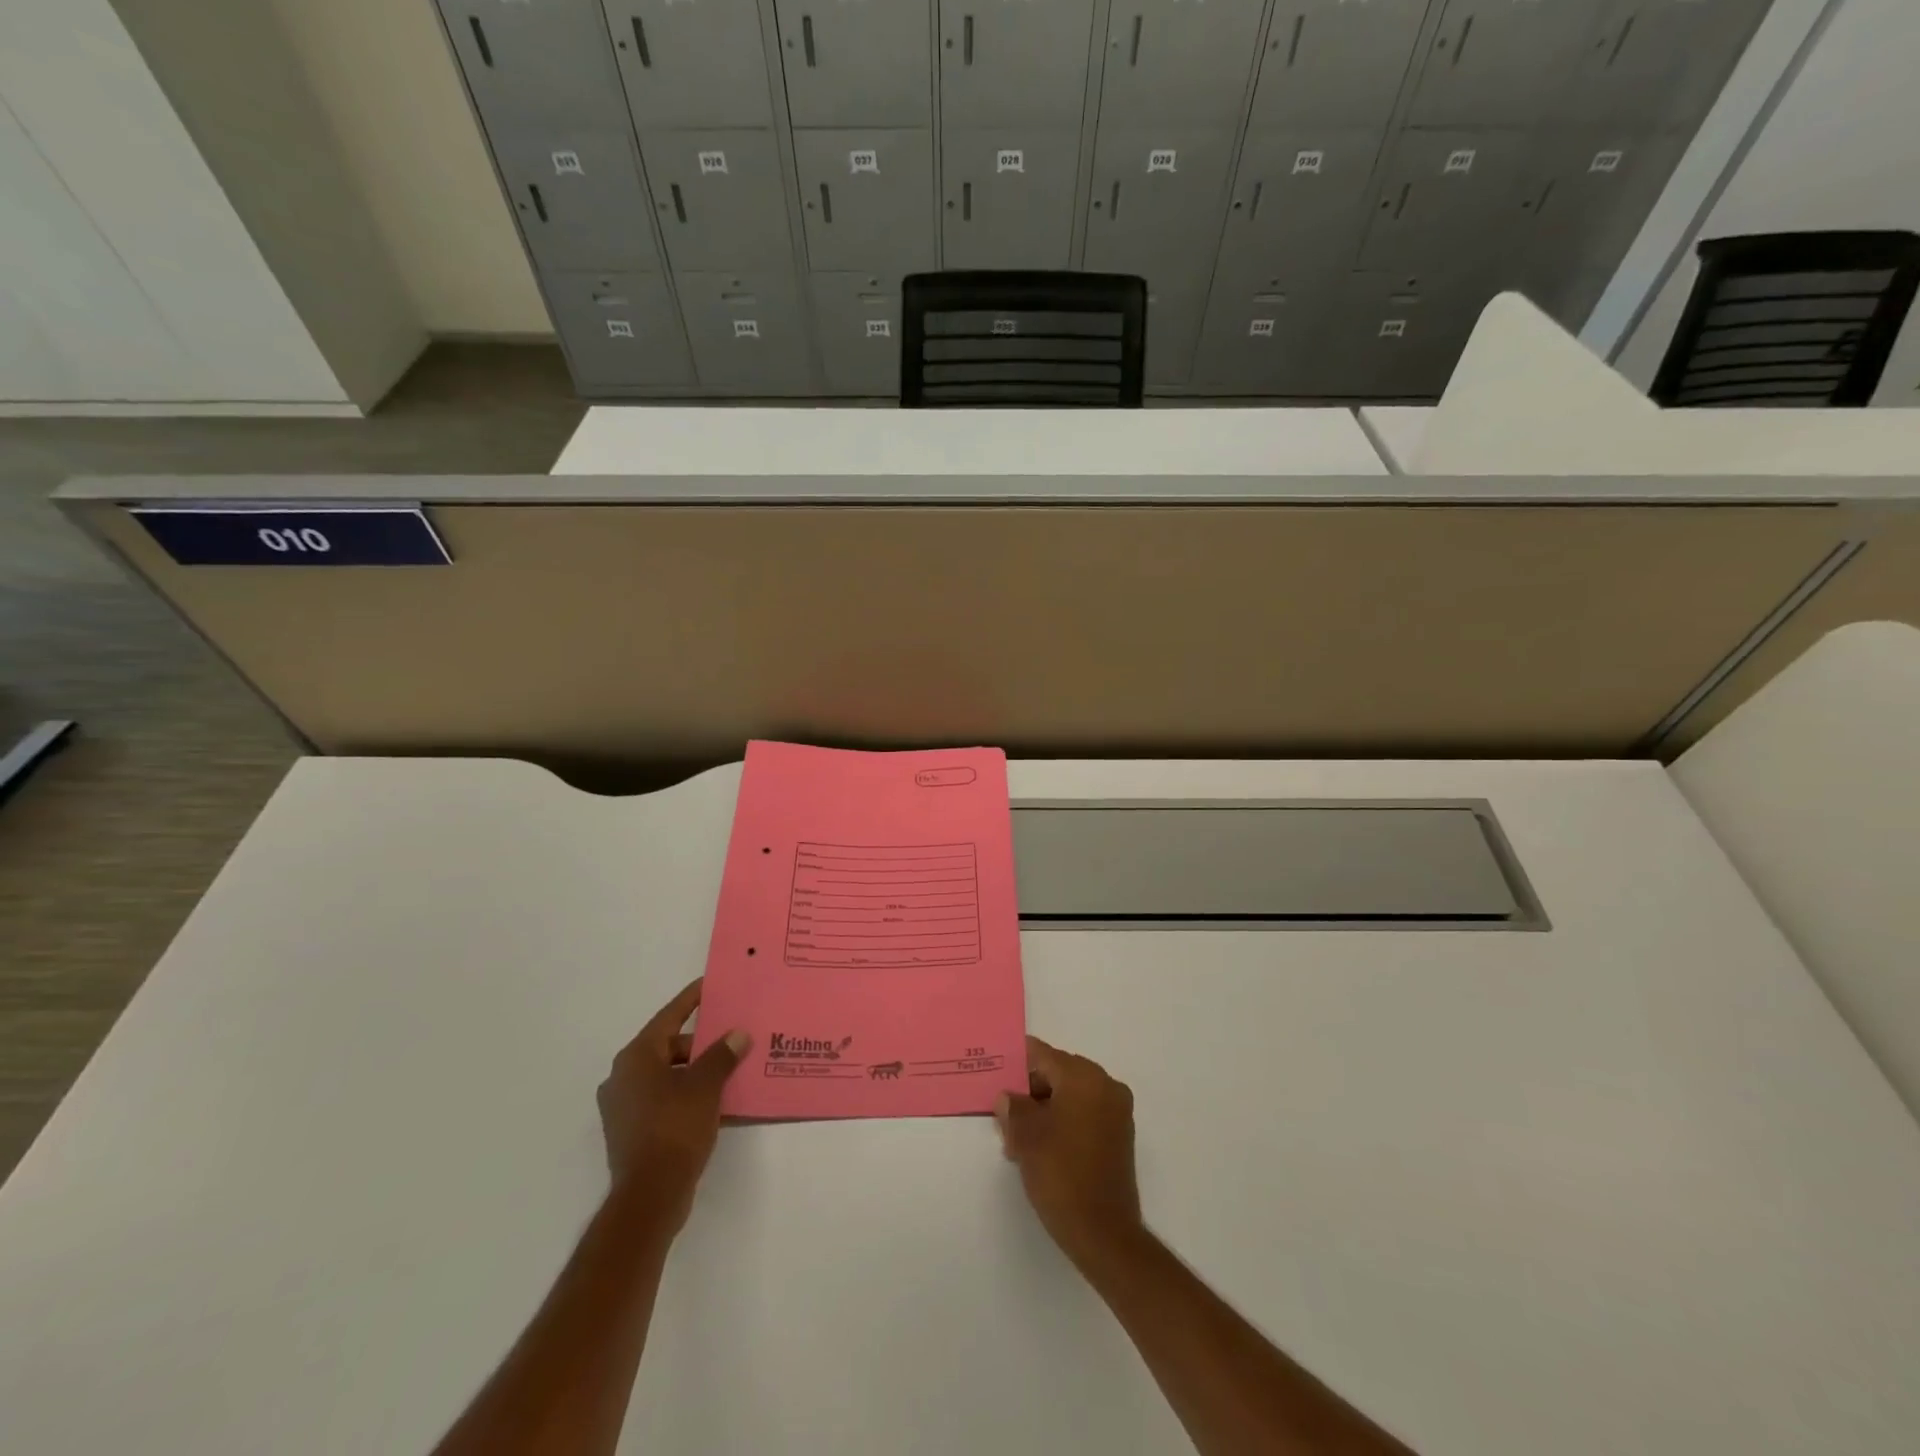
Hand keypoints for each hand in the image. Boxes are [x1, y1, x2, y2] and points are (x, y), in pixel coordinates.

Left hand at [597, 979, 749, 1232]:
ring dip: (694, 1071)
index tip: (709, 985)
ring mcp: (624, 1107)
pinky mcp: (630, 1131)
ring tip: (728, 1070)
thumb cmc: (674, 1129)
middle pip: (668, 1046)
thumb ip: (722, 1056)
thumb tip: (737, 1035)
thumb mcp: (705, 1086)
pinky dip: (685, 1094)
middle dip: (700, 1043)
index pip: (669, 1017)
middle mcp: (623, 1077)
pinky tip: (713, 1101)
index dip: (691, 1000)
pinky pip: (663, 1099)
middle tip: (731, 1039)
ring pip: (666, 1075)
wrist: (649, 1197)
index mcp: (636, 1057)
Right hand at [995, 1036, 1143, 1272]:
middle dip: (1030, 1091)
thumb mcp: (1026, 1137)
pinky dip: (1063, 1122)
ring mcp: (1117, 1112)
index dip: (1017, 1063)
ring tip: (1018, 1139)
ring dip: (1045, 1109)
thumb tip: (1008, 1097)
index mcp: (1084, 1077)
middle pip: (1058, 1073)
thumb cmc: (1061, 1175)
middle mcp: (1106, 1086)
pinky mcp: (1120, 1136)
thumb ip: (1013, 1107)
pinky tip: (1042, 1147)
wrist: (1104, 1234)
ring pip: (1071, 1096)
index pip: (1043, 1055)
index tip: (996, 1072)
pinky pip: (1085, 1114)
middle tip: (1003, 1114)